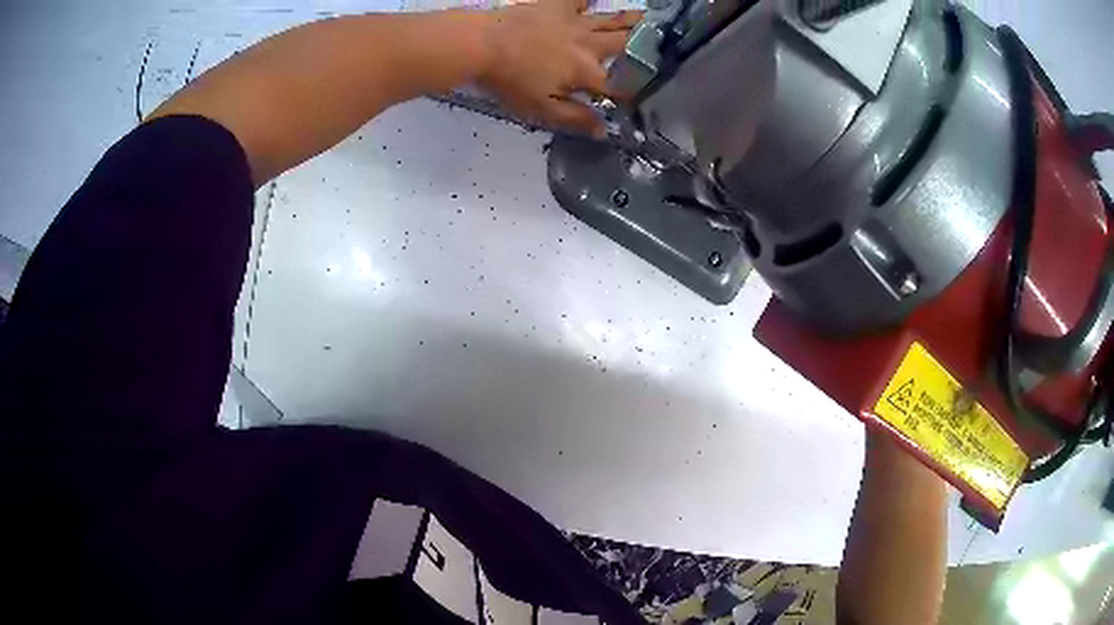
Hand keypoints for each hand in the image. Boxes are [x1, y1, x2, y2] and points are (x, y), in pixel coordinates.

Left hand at [478, 0, 641, 135]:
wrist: (481, 44)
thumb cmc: (510, 80)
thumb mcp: (541, 110)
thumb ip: (575, 120)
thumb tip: (604, 131)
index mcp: (587, 72)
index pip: (620, 85)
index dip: (634, 92)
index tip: (646, 96)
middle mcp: (589, 44)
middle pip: (626, 46)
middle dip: (648, 47)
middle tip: (667, 45)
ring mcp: (574, 21)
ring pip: (611, 21)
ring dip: (633, 20)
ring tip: (651, 18)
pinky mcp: (556, 6)